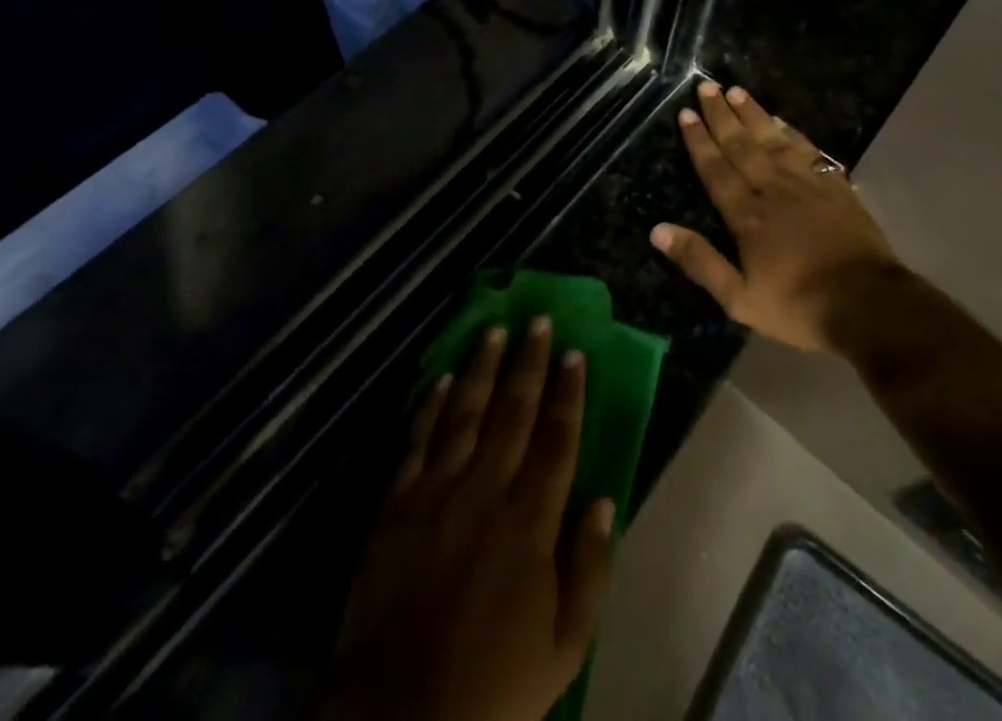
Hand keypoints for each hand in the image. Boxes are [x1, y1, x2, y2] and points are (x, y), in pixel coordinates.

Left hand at [326, 320, 614, 720]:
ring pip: (465, 413)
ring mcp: (437, 492)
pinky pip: (418, 440)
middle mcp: (485, 492)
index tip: (574, 353)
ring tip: (494, 330)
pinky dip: (431, 405)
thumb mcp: (565, 648)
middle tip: (537, 320)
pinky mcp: (397, 503)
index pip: (556, 441)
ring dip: (482, 368)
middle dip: (528, 363)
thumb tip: (604, 500)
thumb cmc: (495, 687)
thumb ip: (590, 569)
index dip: (567, 394)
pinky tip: (444, 377)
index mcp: (530, 524)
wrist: (401, 717)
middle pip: (512, 413)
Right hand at [652, 82, 899, 351]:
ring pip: (773, 141)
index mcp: (747, 216)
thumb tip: (658, 230)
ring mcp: (807, 185)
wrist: (869, 305)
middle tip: (707, 87)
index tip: (687, 113)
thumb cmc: (799, 306)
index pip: (716, 170)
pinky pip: (808, 150)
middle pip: (742, 146)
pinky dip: (791, 133)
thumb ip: (700, 262)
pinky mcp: (835, 188)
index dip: (699, 141)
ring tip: (737, 90)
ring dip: (753, 115)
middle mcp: (773, 190)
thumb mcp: (740, 299)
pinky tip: (782, 121)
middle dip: (722, 116)